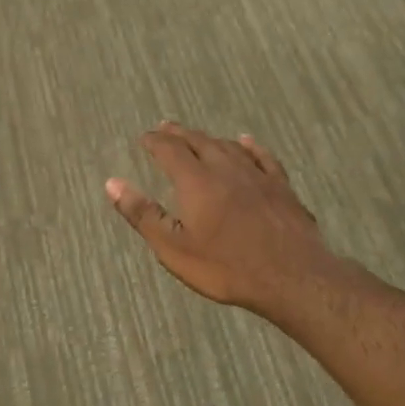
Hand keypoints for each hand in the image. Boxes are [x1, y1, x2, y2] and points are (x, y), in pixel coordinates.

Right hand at [105, 124, 355, 322]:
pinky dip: (249, 146)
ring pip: (227, 146)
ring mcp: (257, 175)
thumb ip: (143, 214)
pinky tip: (246, 141)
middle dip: (179, 134)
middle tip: (165, 128)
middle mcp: (225, 169)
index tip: (144, 138)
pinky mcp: (281, 187)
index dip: (155, 142)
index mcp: (196, 181)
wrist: (292, 277)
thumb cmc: (226, 267)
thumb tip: (112, 183)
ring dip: (208, 138)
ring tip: (196, 136)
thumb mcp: (174, 248)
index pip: (170, 150)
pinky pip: (262, 156)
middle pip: (198, 142)